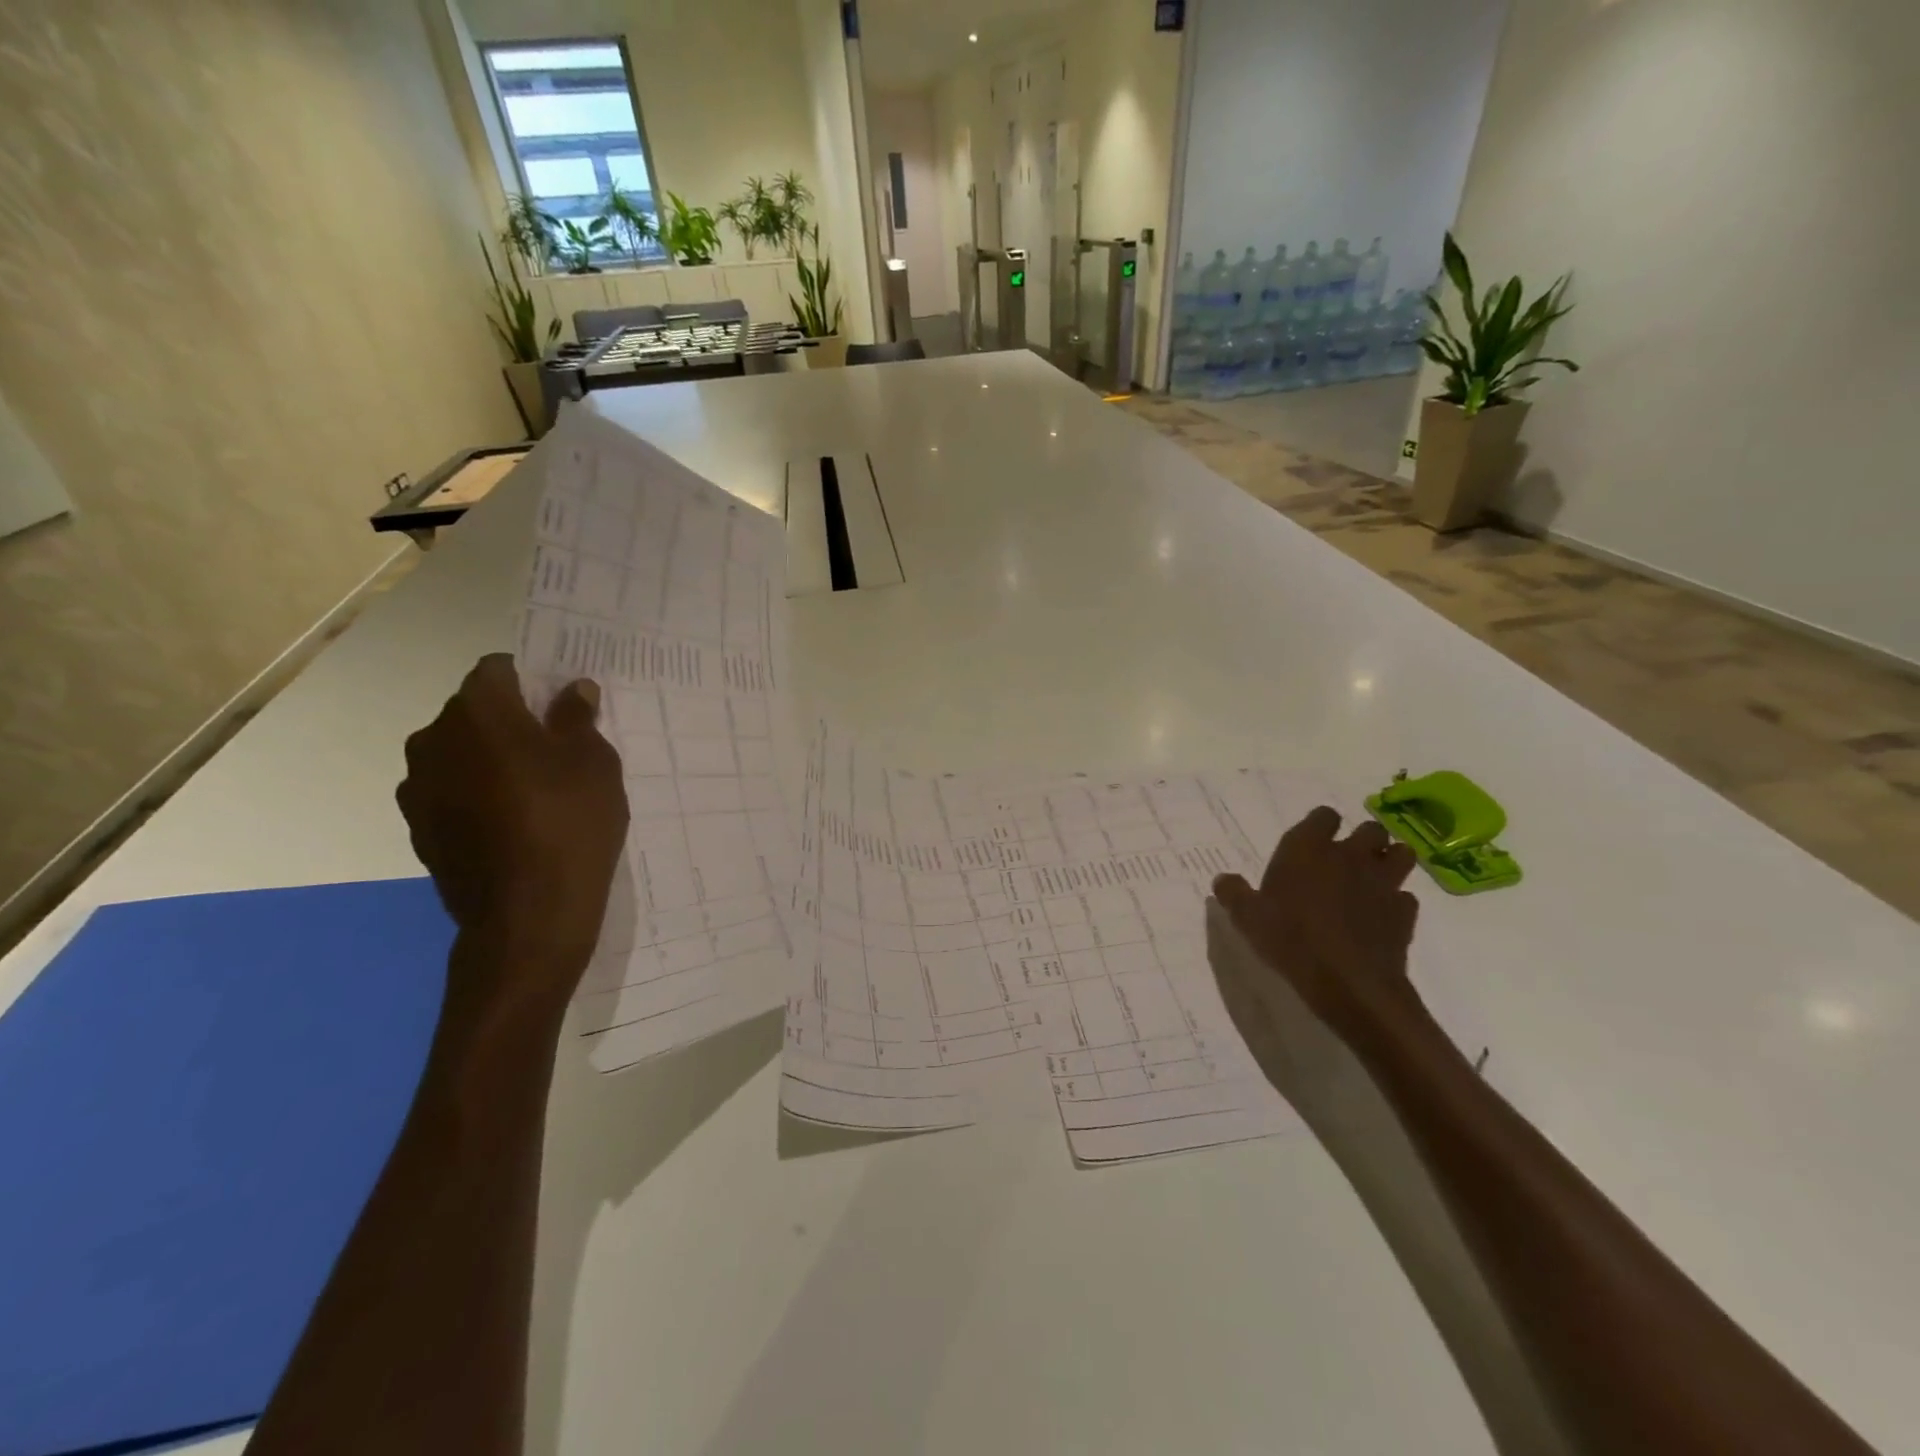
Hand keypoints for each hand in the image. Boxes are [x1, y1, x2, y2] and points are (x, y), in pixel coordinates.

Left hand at [398, 655, 627, 1014]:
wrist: (528, 917)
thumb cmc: (569, 824)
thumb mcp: (595, 763)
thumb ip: (577, 718)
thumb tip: (571, 690)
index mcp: (477, 712)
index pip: (497, 669)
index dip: (531, 679)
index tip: (561, 703)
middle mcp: (433, 740)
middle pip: (475, 711)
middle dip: (512, 720)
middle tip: (558, 748)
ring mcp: (419, 788)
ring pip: (461, 753)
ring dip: (492, 759)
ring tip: (537, 791)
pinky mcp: (419, 828)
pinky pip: (453, 792)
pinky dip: (479, 795)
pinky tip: (515, 823)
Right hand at [1212, 808, 1423, 1048]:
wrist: (1348, 982)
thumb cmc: (1290, 939)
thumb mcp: (1246, 917)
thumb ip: (1233, 893)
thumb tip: (1223, 879)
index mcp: (1308, 848)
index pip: (1324, 815)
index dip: (1320, 825)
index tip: (1313, 842)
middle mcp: (1349, 855)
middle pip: (1370, 828)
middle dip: (1362, 839)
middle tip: (1345, 860)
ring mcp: (1382, 882)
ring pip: (1401, 854)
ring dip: (1390, 861)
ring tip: (1373, 878)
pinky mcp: (1404, 912)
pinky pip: (1406, 897)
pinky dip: (1396, 902)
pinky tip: (1381, 916)